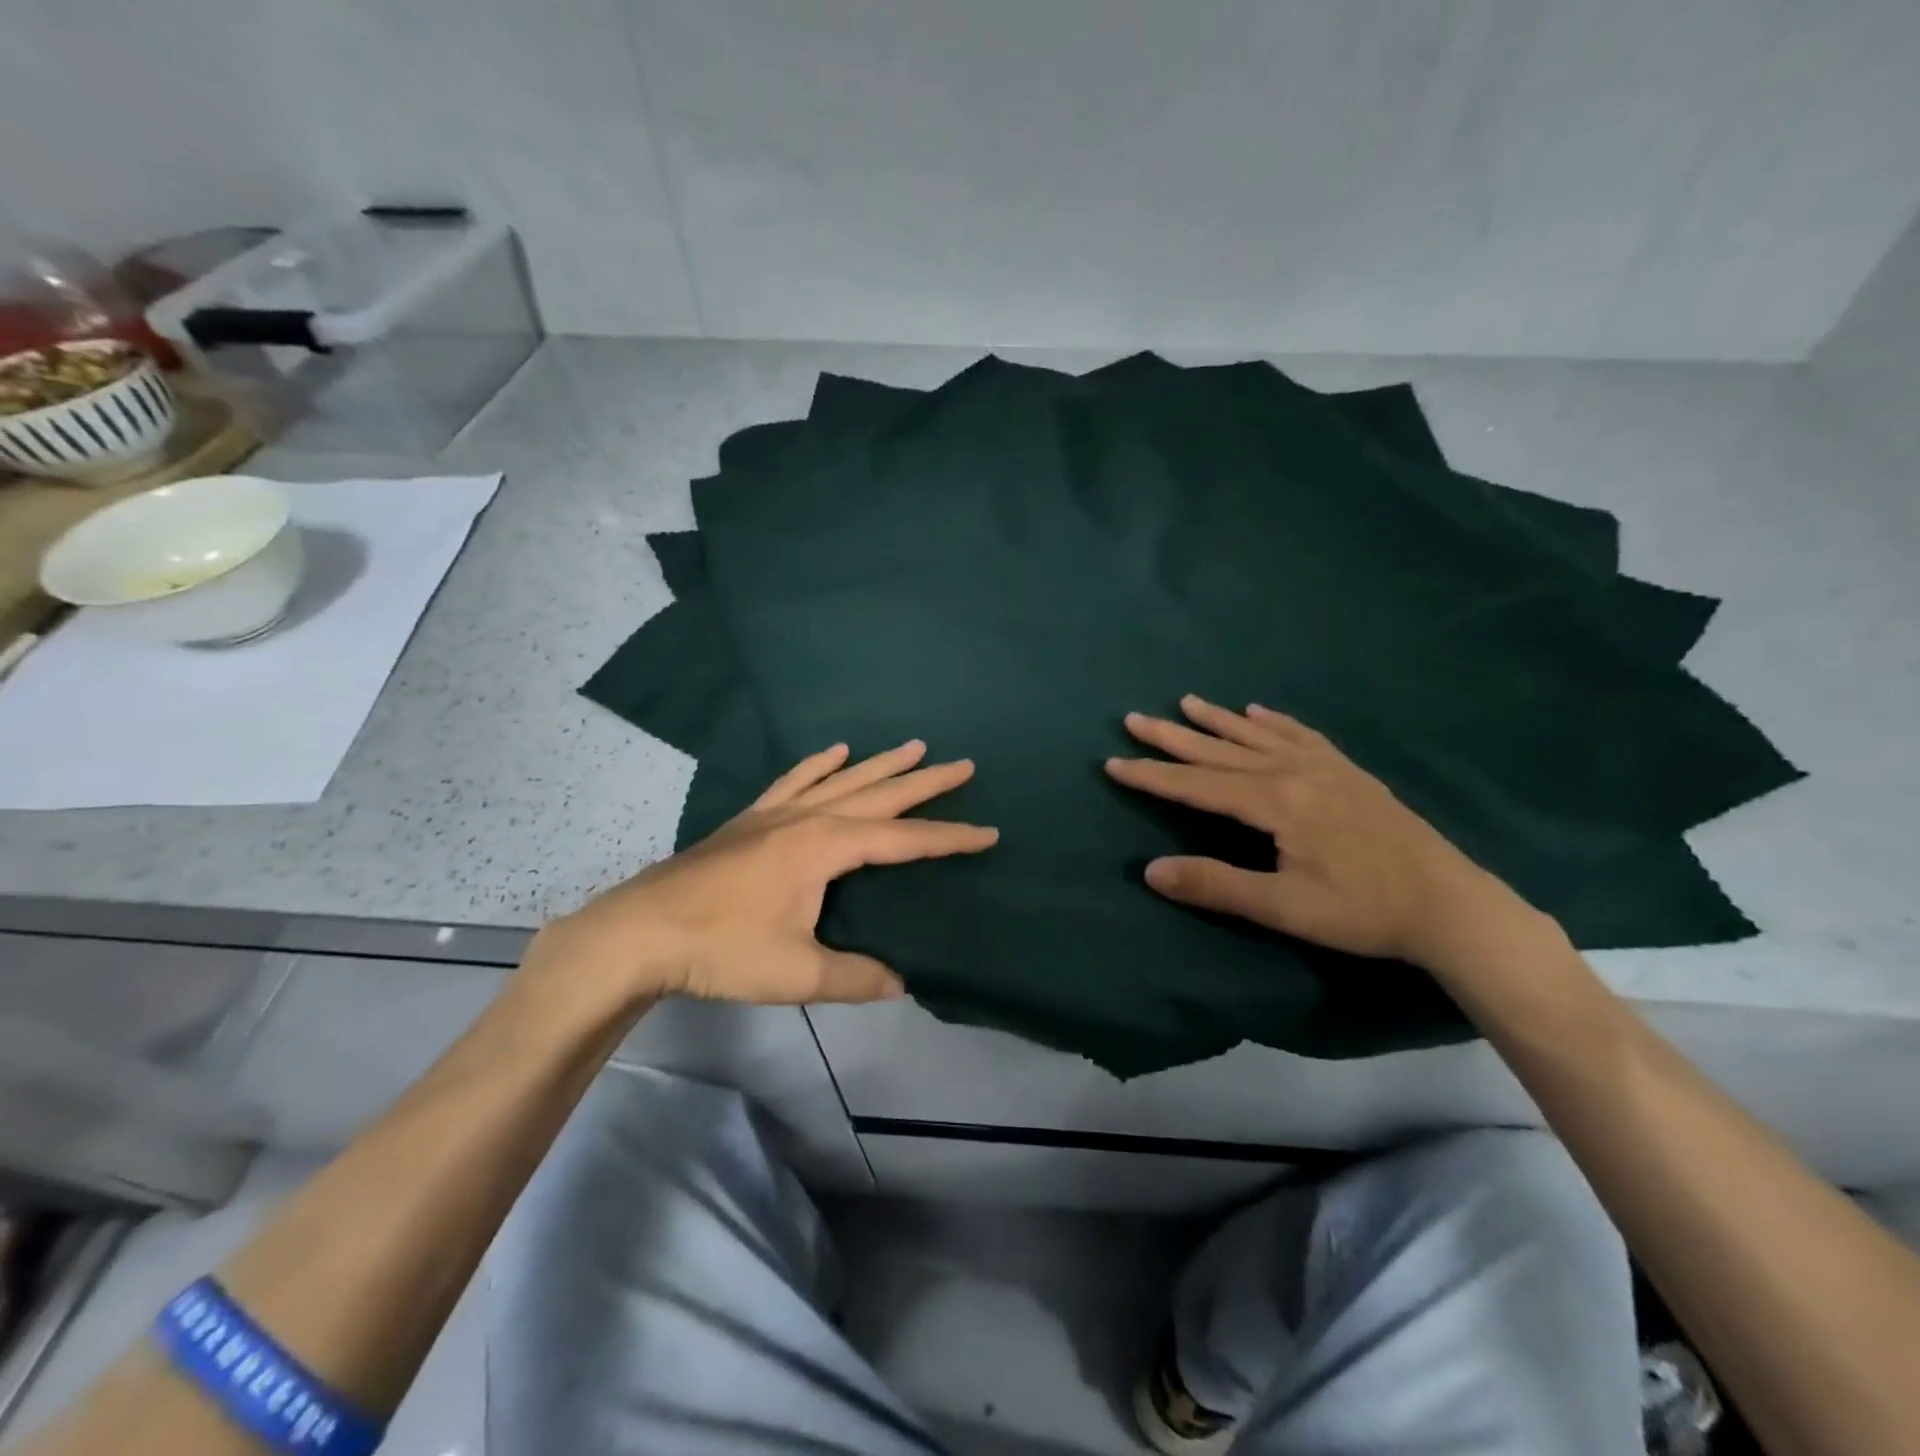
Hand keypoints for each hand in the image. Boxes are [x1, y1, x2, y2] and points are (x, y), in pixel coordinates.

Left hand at [539, 740, 996, 1004]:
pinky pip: (794, 779)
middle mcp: (808, 818)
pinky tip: (834, 751)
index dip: (950, 838)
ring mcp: (776, 813)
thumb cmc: (721, 949)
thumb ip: (855, 977)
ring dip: (882, 763)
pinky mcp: (751, 818)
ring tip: (916, 745)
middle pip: (880, 794)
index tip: (989, 832)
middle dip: (926, 782)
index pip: (904, 841)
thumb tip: (902, 983)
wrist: (640, 931)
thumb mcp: (796, 974)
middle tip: (965, 765)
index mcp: (827, 848)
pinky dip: (818, 763)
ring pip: (843, 779)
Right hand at [1106, 695, 1527, 967]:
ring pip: (1257, 735)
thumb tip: (1150, 871)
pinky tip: (1258, 712)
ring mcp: (1324, 767)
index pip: (1196, 785)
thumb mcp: (1283, 907)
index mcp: (1274, 802)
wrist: (1449, 905)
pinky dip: (1273, 721)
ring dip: (1217, 720)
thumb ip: (1215, 885)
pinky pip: (1300, 735)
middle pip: (1220, 750)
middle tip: (1134, 718)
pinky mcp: (1348, 772)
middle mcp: (1293, 772)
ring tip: (1185, 702)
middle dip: (1173, 736)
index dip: (1152, 775)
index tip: (1112, 763)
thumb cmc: (1362, 910)